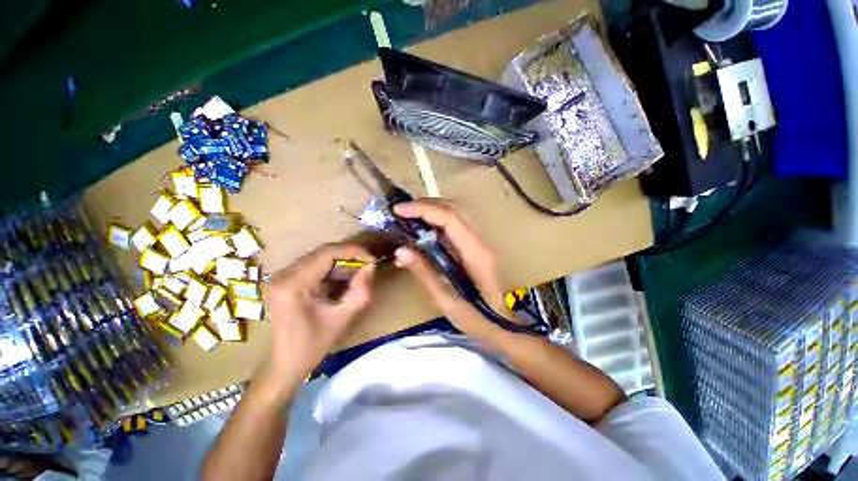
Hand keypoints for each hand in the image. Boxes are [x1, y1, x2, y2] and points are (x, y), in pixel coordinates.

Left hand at [258, 243, 375, 398]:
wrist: (285, 363)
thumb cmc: (314, 344)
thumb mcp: (343, 317)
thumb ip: (361, 290)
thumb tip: (371, 266)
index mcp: (294, 284)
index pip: (327, 253)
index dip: (353, 251)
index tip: (371, 258)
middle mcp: (284, 274)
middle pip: (322, 252)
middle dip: (349, 254)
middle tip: (368, 262)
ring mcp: (282, 276)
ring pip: (318, 256)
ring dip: (341, 259)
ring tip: (360, 268)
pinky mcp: (285, 280)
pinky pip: (313, 264)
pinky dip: (332, 266)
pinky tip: (343, 275)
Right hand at [393, 200, 505, 338]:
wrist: (504, 327)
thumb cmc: (477, 320)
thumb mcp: (446, 302)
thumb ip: (425, 273)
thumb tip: (400, 250)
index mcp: (476, 255)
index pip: (450, 219)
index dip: (424, 209)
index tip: (399, 210)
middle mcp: (481, 242)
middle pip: (455, 209)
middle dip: (426, 204)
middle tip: (401, 211)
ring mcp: (482, 243)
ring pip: (458, 213)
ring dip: (432, 209)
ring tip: (409, 216)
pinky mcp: (477, 247)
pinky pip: (457, 224)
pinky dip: (438, 220)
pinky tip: (424, 228)